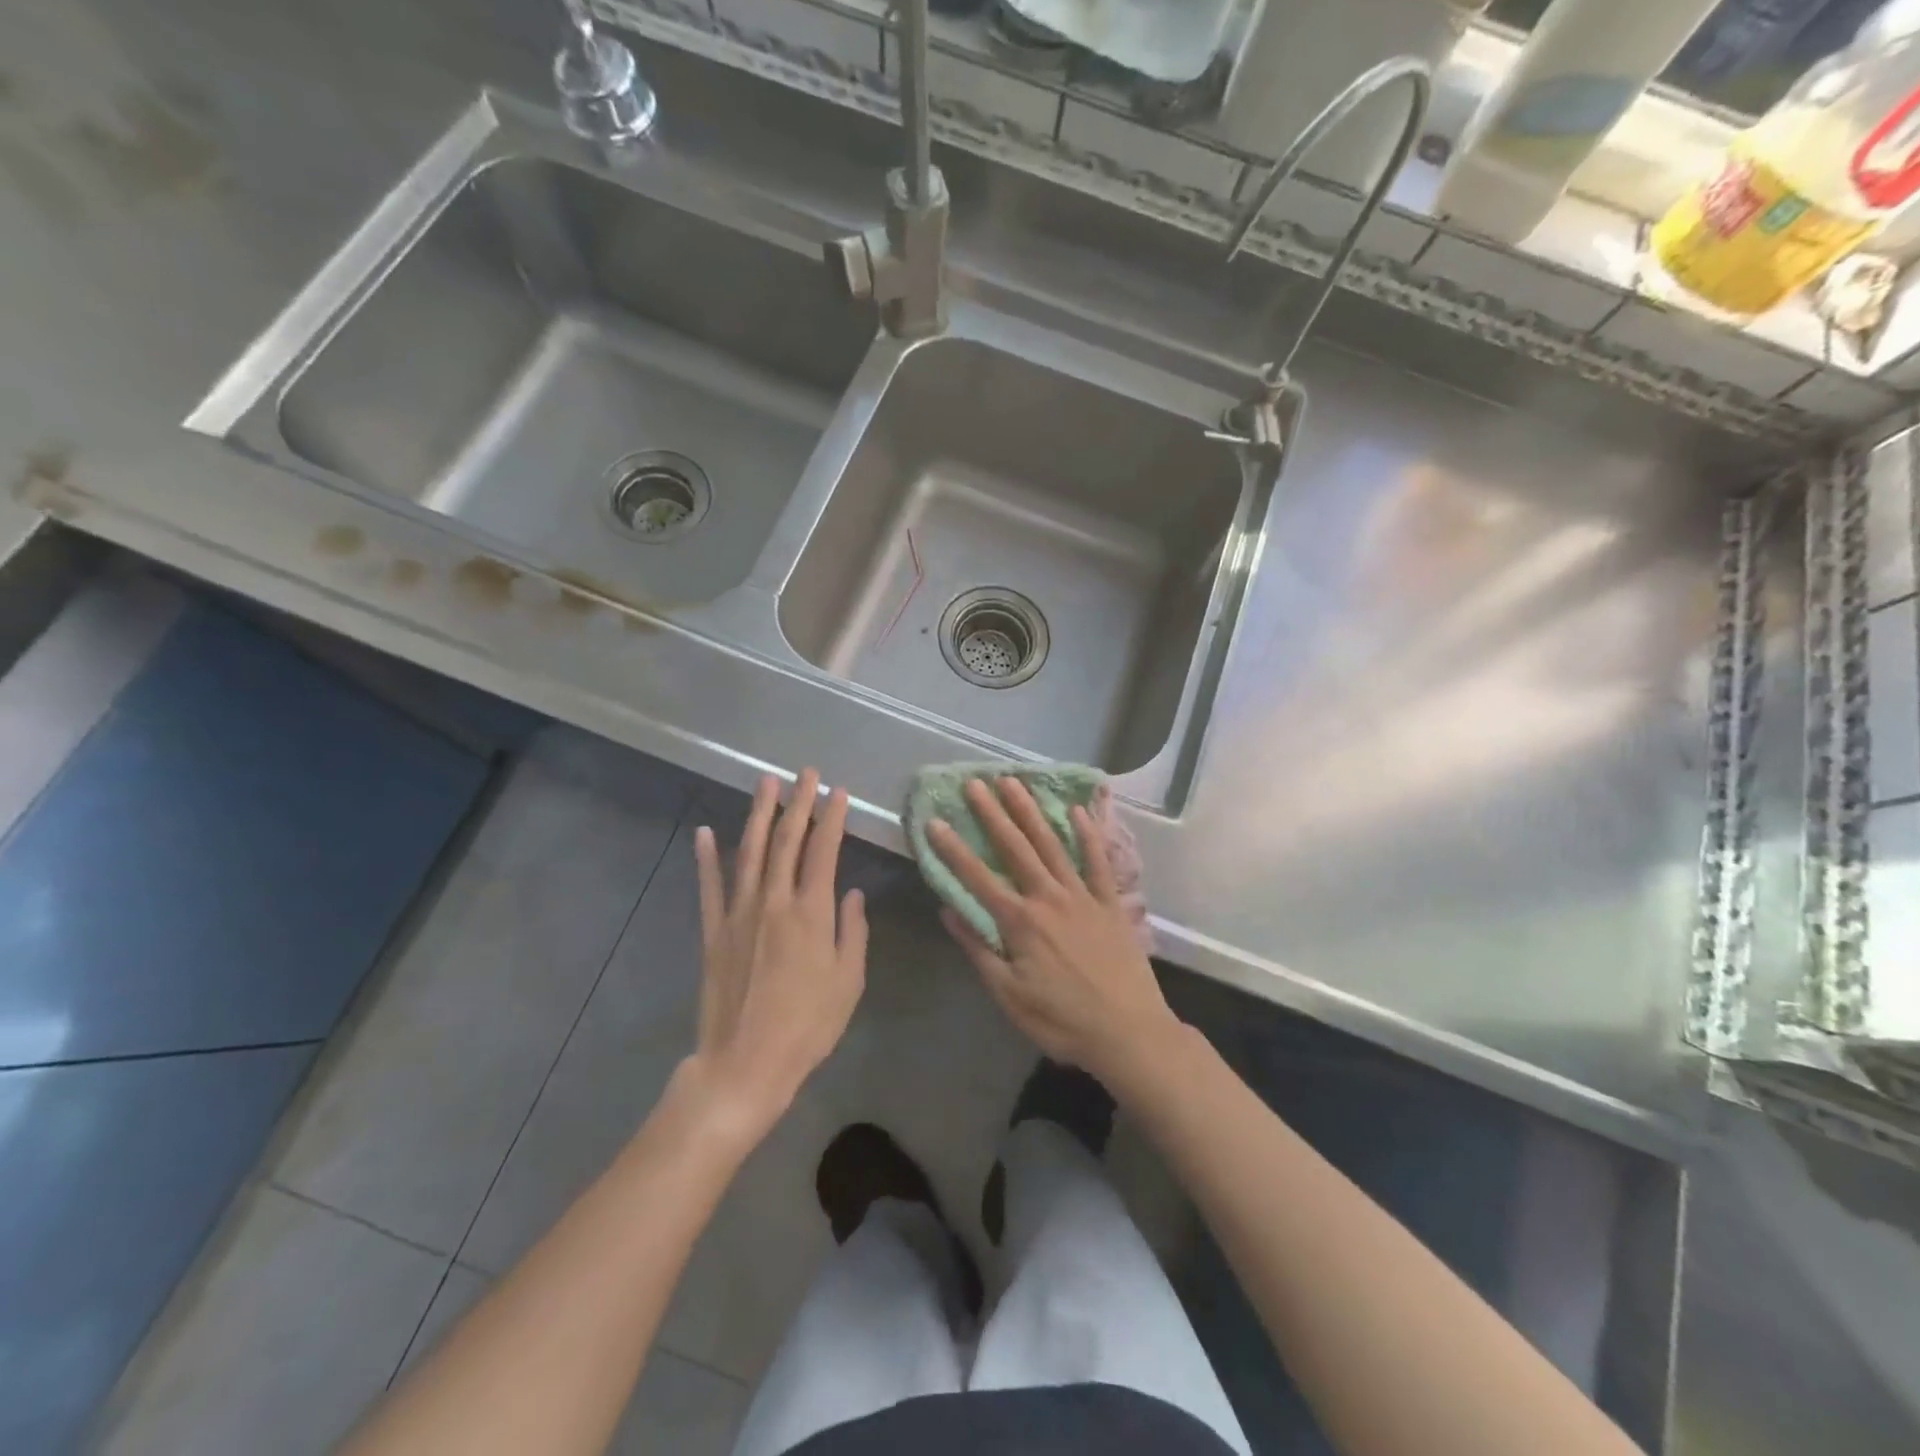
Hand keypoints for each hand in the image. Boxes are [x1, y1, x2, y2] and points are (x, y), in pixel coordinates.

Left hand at [683, 769, 867, 1139]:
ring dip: (759, 815)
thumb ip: (853, 931)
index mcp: (811, 912)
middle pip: (787, 841)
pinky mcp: (714, 931)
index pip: (824, 850)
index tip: (838, 792)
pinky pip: (710, 886)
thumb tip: (852, 893)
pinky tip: (706, 832)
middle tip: (806, 774)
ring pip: (750, 852)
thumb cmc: (807, 1026)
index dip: (832, 818)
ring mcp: (739, 913)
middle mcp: (774, 901)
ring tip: (766, 784)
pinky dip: (707, 857)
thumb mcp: (848, 981)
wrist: (745, 1063)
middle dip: (798, 803)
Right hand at [927, 777, 1178, 1086]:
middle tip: (975, 782)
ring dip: (1031, 812)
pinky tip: (1078, 811)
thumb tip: (948, 911)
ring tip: (1015, 782)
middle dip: (992, 814)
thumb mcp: (1009, 996)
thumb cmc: (1062, 1021)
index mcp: (1020, 922)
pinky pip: (1098, 862)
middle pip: (1015, 848)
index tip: (935, 821)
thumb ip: (979, 950)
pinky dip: (1088, 835)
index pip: (977, 878)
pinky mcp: (1111, 903)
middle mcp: (1049, 898)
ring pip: (1052, 845)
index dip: (953, 849)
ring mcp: (1083, 896)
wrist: (1129, 1033)